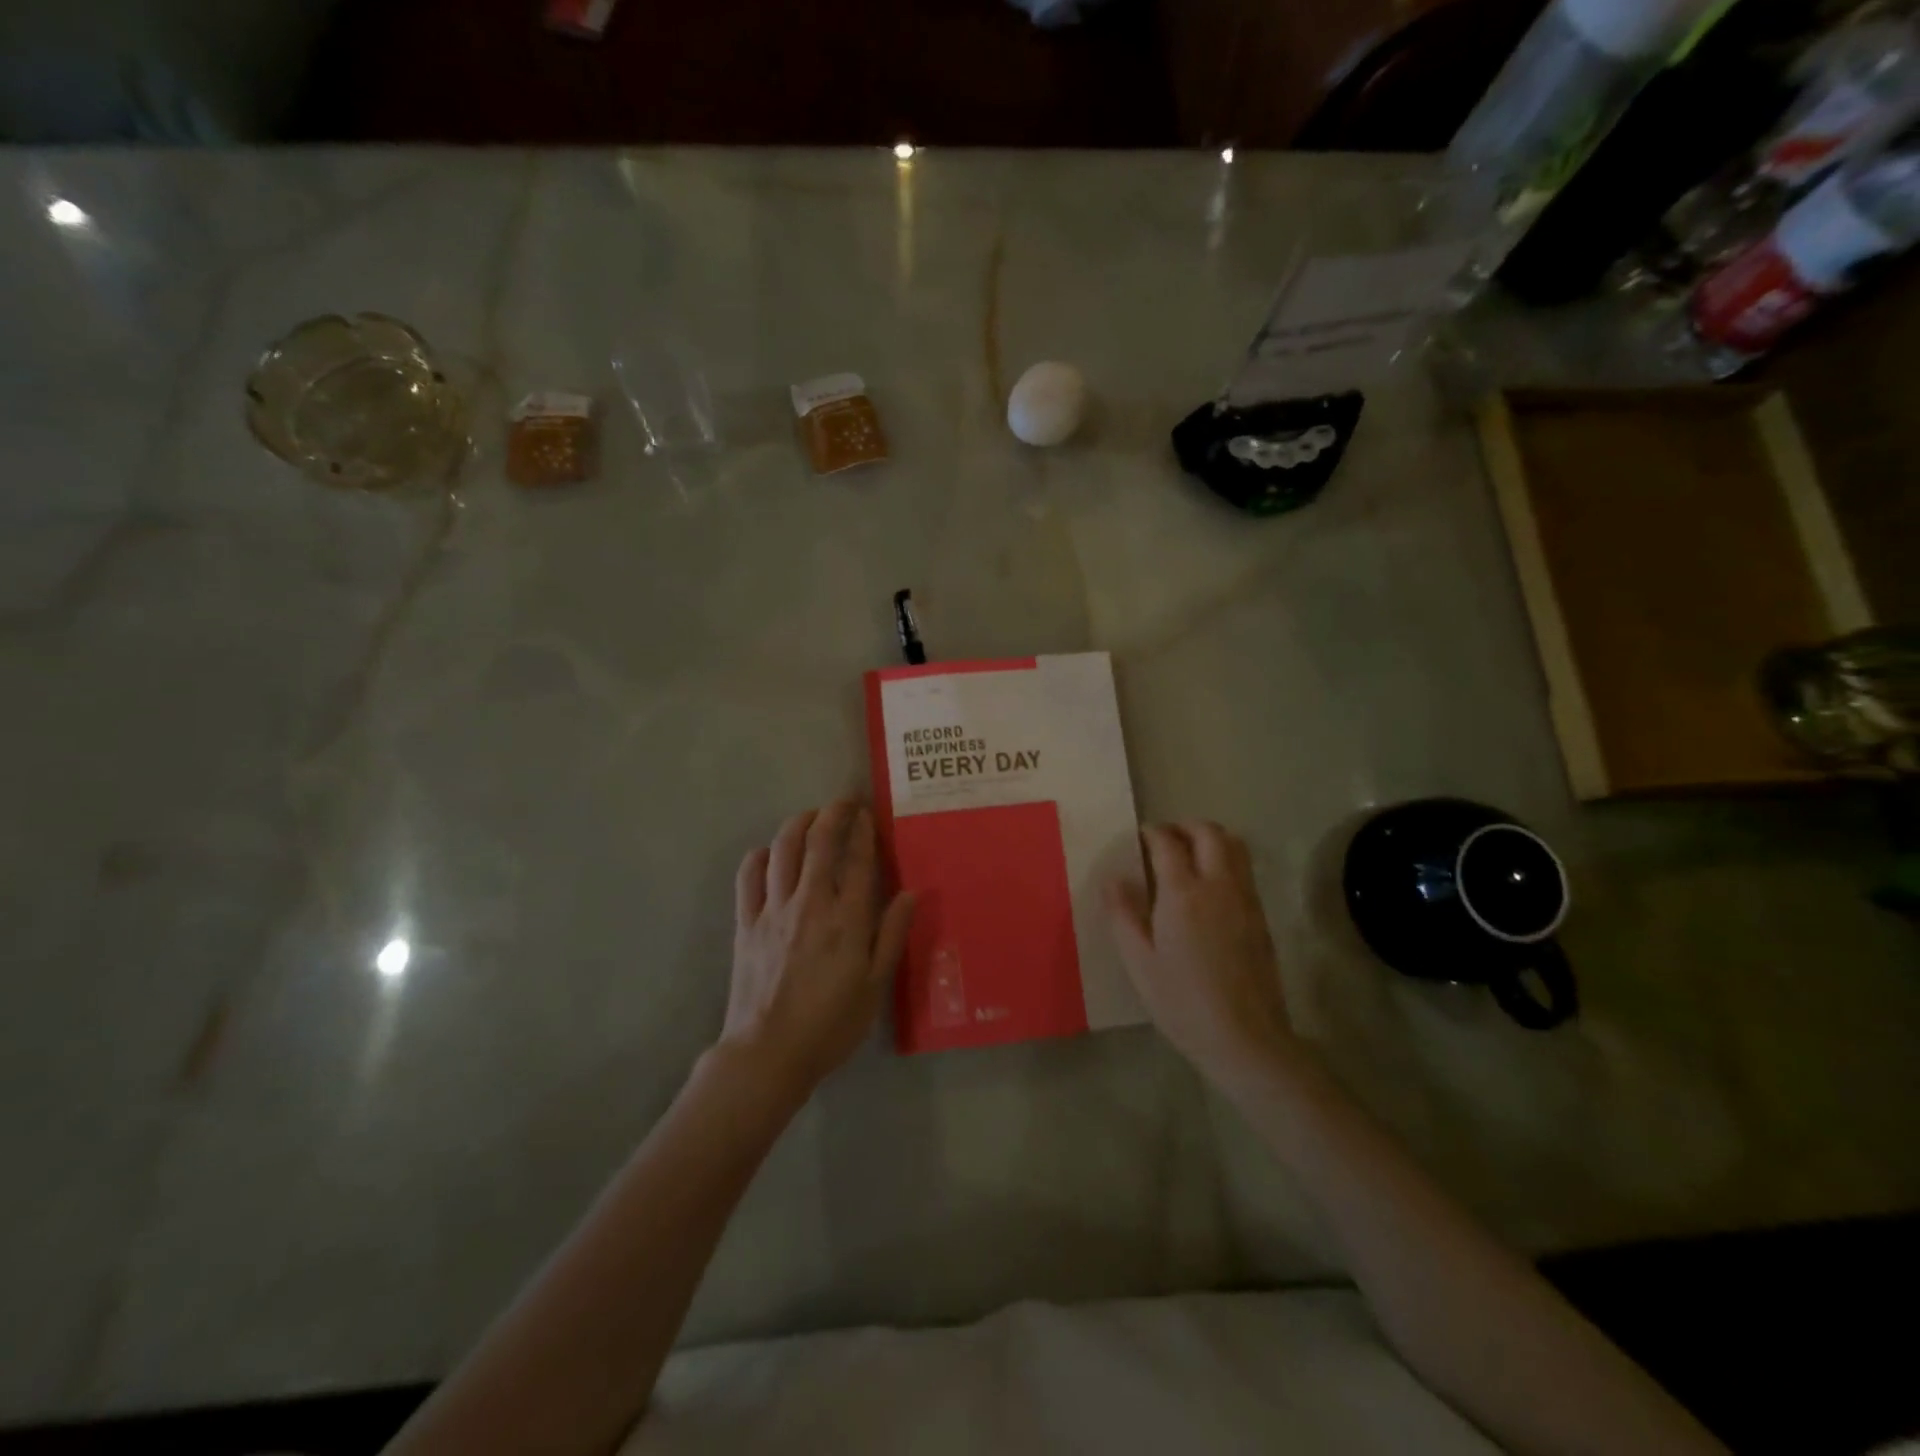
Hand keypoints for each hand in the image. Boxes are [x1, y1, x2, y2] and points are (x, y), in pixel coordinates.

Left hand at [723, 800, 916, 1099]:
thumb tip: (911, 893)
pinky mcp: (746, 923)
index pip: (859, 861)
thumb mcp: (875, 987)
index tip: (868, 814)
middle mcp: (810, 903)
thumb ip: (891, 935)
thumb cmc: (830, 1025)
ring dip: (798, 824)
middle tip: (843, 802)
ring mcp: (773, 910)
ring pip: (783, 849)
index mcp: (847, 920)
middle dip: (833, 813)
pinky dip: (760, 856)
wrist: (768, 1054)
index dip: (864, 831)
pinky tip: (769, 853)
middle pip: (819, 841)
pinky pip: (749, 876)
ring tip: (810, 817)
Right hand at [1106, 822, 1292, 1083]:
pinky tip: (1208, 886)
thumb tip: (1114, 878)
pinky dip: (1226, 860)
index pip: (1167, 843)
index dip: (1151, 833)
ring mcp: (1245, 899)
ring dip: (1210, 838)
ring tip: (1189, 854)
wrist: (1245, 1038)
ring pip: (1234, 846)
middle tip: (1164, 839)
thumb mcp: (1138, 961)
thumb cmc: (1181, 1001)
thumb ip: (1123, 914)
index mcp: (1183, 893)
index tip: (1139, 837)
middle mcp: (1218, 885)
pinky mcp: (1260, 917)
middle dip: (1185, 826)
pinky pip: (1244, 870)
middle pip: (1209, 833)